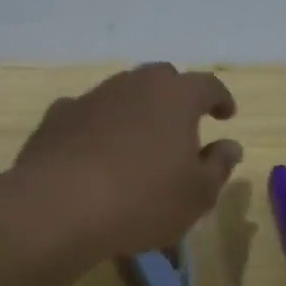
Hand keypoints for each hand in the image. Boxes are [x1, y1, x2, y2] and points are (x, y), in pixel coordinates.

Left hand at [14, 64, 242, 256]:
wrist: (58, 206)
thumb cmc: (142, 199)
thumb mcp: (197, 194)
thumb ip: (218, 166)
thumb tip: (229, 146)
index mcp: (175, 96)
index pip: (207, 85)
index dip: (219, 98)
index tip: (226, 114)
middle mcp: (133, 85)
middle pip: (161, 79)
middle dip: (175, 97)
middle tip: (181, 124)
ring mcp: (91, 97)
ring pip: (121, 94)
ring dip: (134, 112)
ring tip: (137, 142)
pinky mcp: (57, 117)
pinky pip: (86, 115)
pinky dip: (96, 128)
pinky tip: (93, 153)